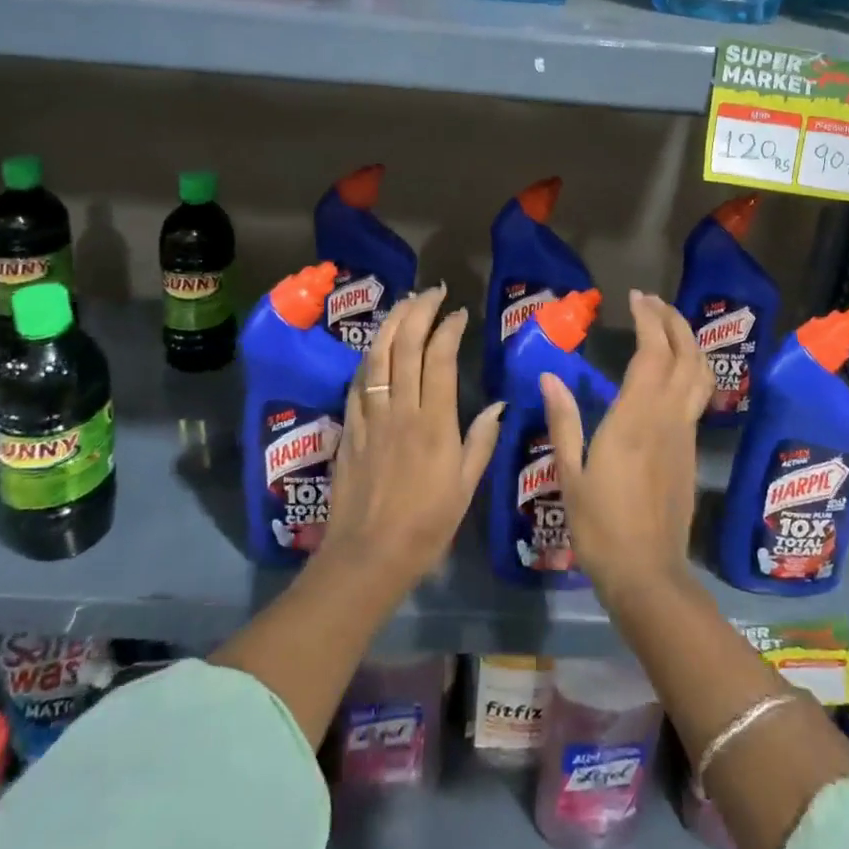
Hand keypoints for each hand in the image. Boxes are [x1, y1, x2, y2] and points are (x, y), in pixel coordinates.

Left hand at [322, 285, 502, 589]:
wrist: (368, 556)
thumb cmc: (426, 526)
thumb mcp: (466, 487)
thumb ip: (481, 440)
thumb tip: (498, 404)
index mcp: (434, 423)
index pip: (439, 359)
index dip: (448, 329)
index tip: (458, 312)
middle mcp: (401, 410)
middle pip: (406, 347)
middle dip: (418, 312)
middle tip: (431, 292)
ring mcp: (371, 417)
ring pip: (377, 357)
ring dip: (390, 324)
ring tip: (404, 303)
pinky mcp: (350, 428)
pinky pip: (357, 382)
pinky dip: (368, 357)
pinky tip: (376, 346)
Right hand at [541, 290, 713, 602]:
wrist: (647, 575)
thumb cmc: (600, 526)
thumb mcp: (569, 473)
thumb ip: (563, 420)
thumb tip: (549, 377)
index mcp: (635, 418)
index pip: (652, 353)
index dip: (648, 320)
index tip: (636, 297)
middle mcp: (667, 418)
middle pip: (686, 356)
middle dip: (673, 321)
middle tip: (652, 302)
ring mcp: (684, 434)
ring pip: (700, 375)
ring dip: (688, 343)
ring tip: (667, 326)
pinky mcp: (689, 451)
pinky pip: (697, 396)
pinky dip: (689, 369)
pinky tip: (670, 371)